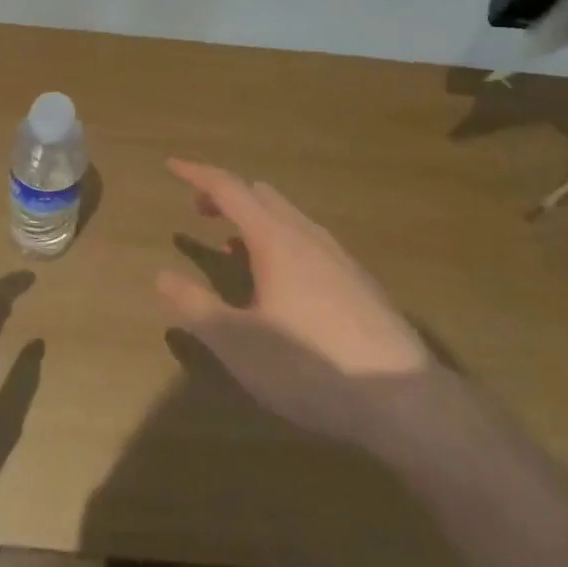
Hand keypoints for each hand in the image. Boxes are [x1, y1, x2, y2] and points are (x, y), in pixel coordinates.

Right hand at [155, 159, 428, 444]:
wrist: (405, 401)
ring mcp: (339, 257)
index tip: (171, 165)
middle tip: (200, 212)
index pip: (228, 188)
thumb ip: (196, 307)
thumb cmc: (311, 366)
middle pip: (260, 195)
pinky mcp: (360, 283)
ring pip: (289, 218)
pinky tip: (284, 285)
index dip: (196, 173)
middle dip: (226, 196)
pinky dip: (282, 243)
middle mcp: (306, 235)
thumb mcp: (239, 343)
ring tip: (235, 248)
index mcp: (275, 239)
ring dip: (255, 220)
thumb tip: (162, 276)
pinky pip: (310, 242)